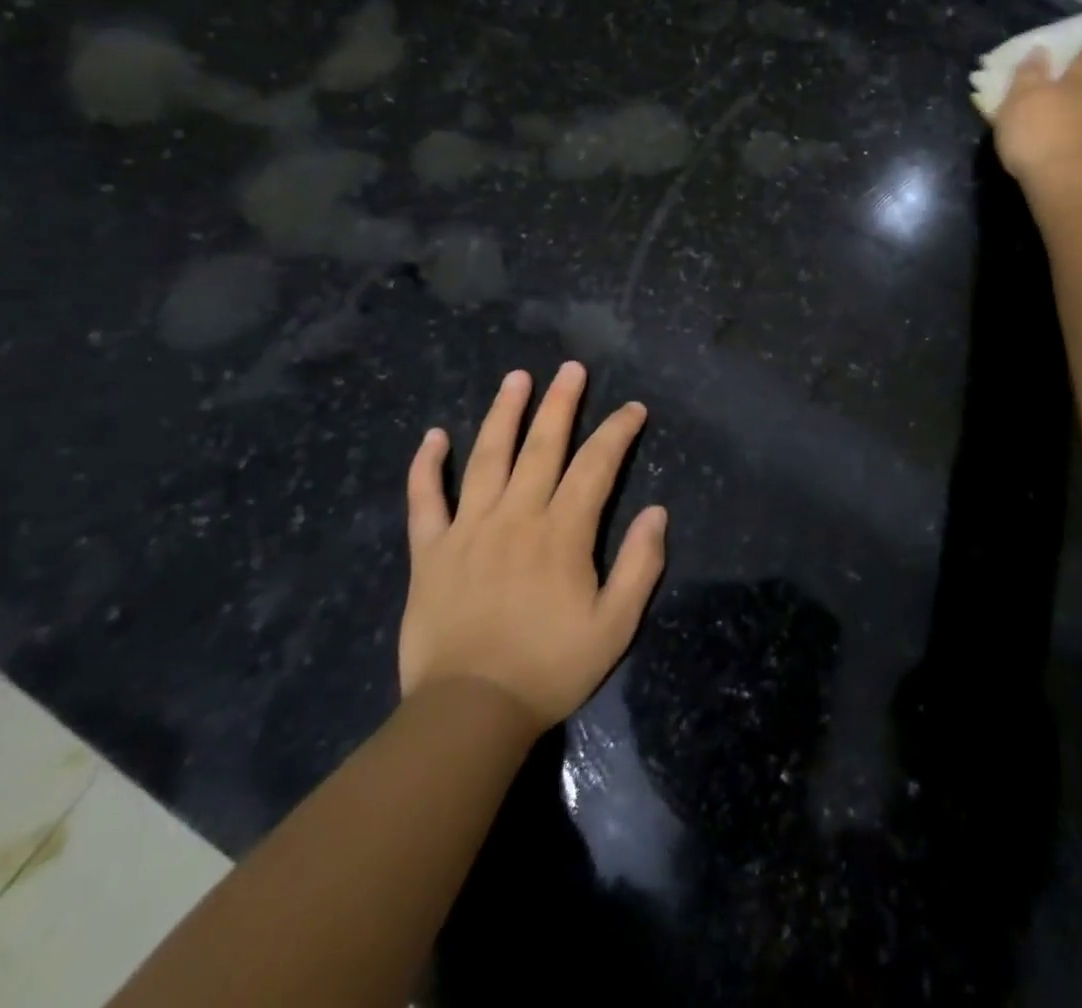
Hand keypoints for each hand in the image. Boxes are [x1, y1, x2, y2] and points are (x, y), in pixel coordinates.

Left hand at [399, 362, 666, 728]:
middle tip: (571, 368)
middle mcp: (516, 517)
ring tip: (516, 377)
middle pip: (541, 446)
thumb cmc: (549, 668)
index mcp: (562, 533)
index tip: (633, 409)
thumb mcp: (614, 626)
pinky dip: (427, 466)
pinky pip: (424, 500)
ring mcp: (468, 530)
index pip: (596, 466)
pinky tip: (434, 436)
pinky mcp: (429, 552)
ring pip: (486, 457)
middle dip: (561, 403)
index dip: (617, 432)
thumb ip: (640, 565)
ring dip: (503, 413)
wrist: (469, 713)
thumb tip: (657, 512)